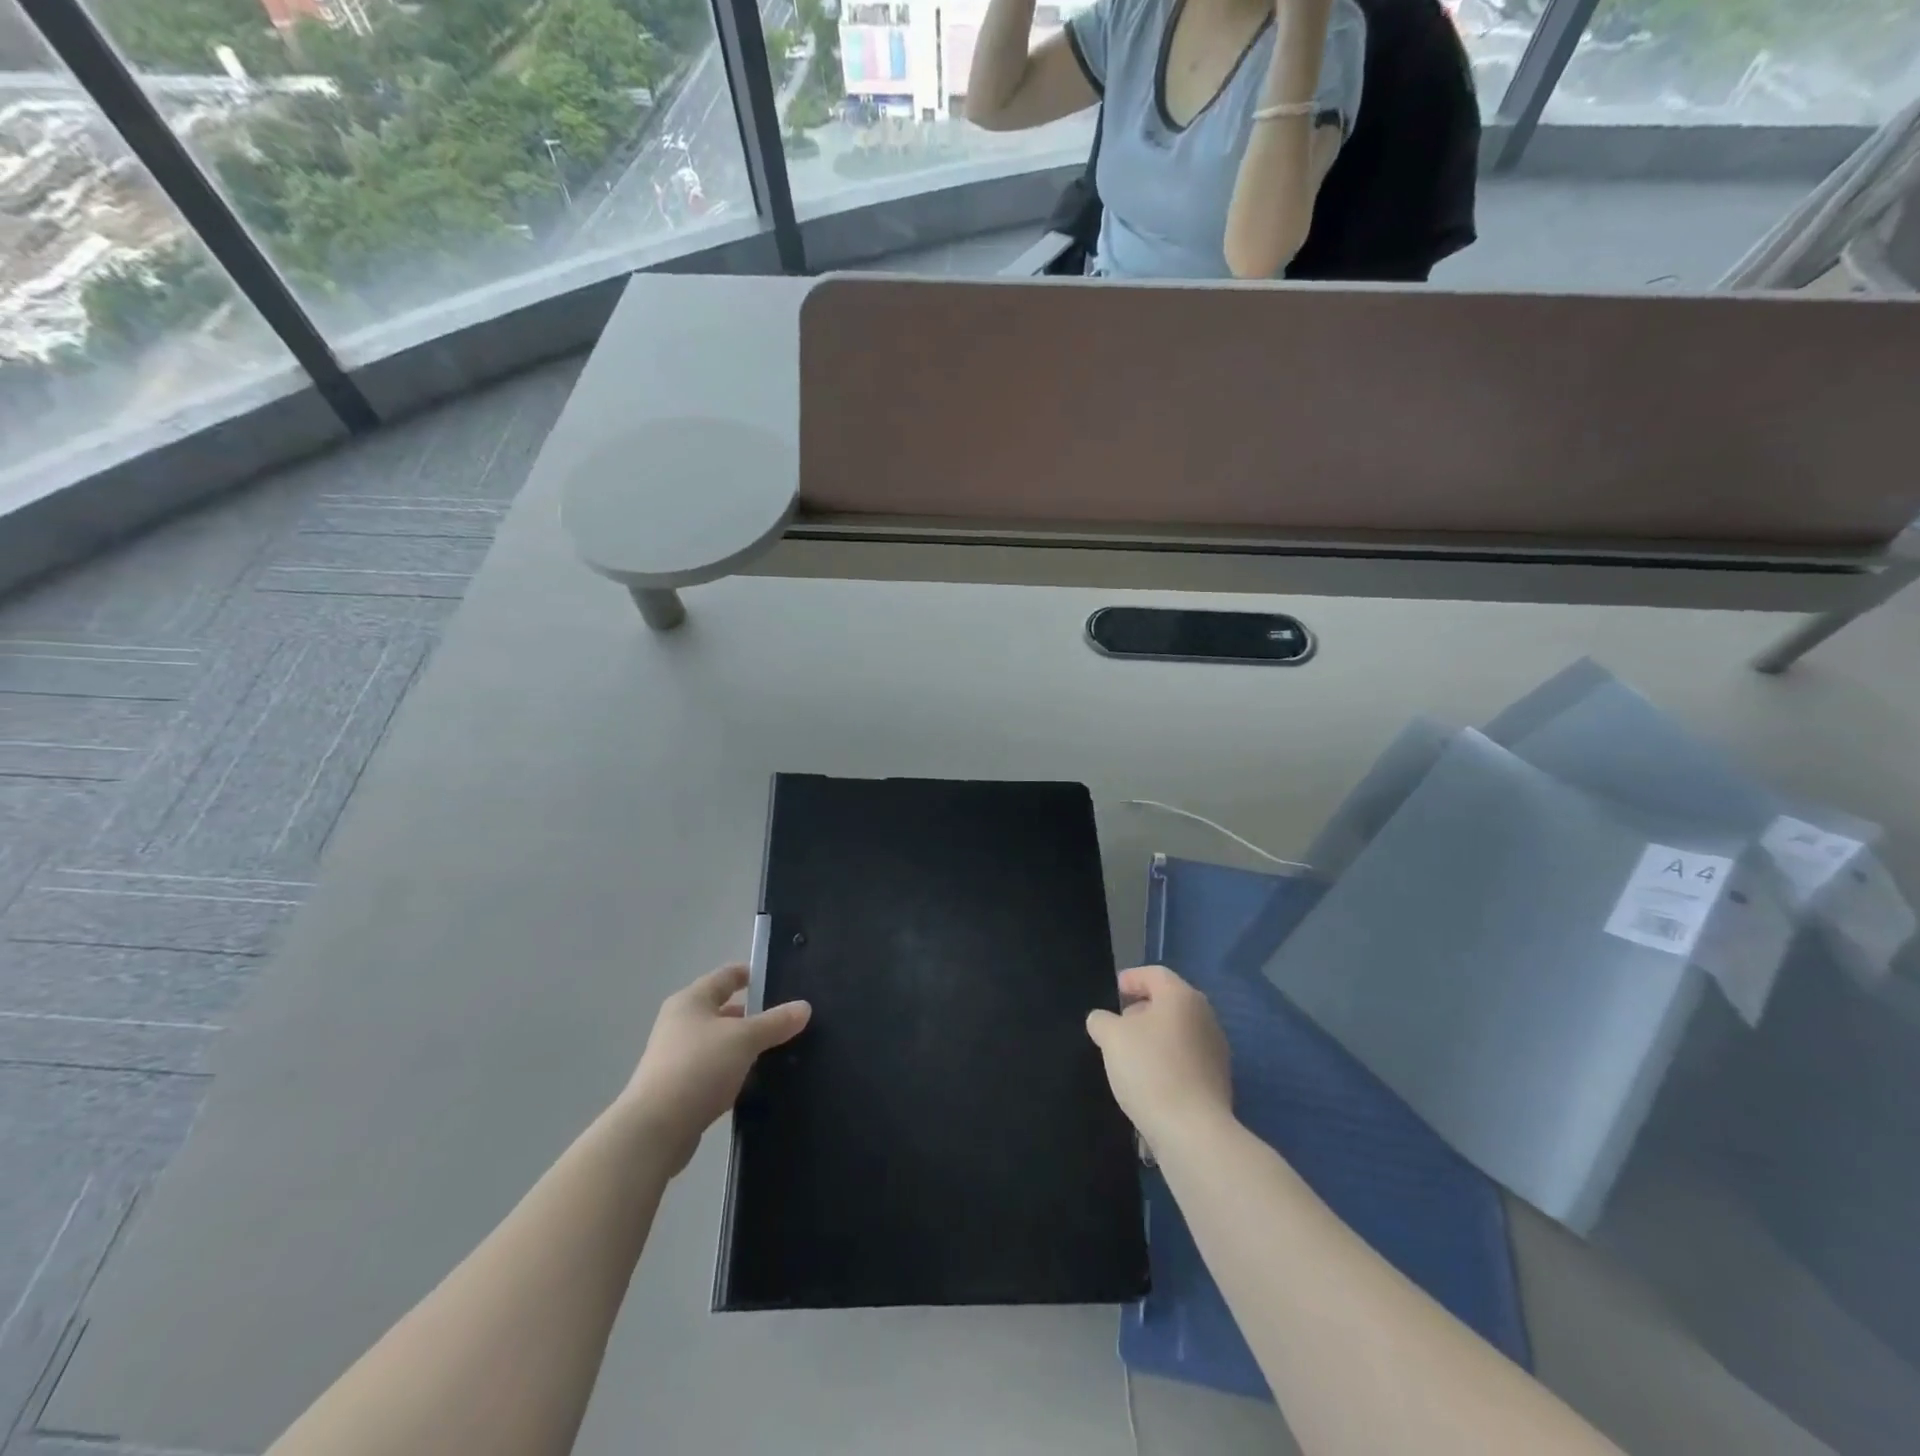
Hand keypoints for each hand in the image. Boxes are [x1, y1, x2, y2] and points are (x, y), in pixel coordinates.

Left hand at [619, 964, 810, 1174]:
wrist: (654, 1130)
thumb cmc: (699, 1067)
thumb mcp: (744, 1039)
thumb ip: (776, 1022)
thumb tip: (805, 1006)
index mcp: (691, 1001)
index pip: (726, 976)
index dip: (750, 974)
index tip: (777, 978)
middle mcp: (680, 1024)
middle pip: (722, 1010)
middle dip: (753, 1014)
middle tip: (786, 1019)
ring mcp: (676, 1057)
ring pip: (720, 1043)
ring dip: (744, 1046)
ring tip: (778, 1050)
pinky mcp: (679, 1089)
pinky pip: (714, 1071)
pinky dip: (734, 1071)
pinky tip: (755, 1081)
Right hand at [1085, 965, 1232, 1151]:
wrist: (1192, 1130)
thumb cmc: (1150, 1070)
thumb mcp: (1111, 1038)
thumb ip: (1102, 1020)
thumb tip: (1103, 1020)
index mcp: (1182, 997)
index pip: (1155, 974)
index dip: (1131, 978)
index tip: (1114, 991)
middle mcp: (1205, 1017)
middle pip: (1169, 1002)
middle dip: (1142, 1010)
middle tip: (1118, 1024)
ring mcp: (1216, 1050)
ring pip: (1179, 1032)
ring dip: (1155, 1037)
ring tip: (1130, 1056)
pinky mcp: (1218, 1080)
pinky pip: (1187, 1059)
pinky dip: (1167, 1061)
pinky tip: (1149, 1080)